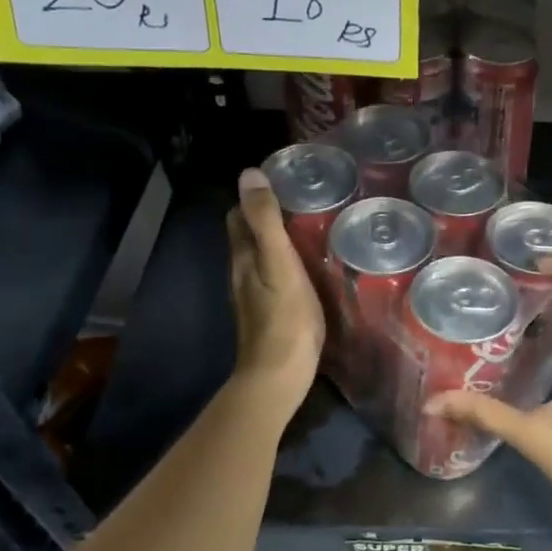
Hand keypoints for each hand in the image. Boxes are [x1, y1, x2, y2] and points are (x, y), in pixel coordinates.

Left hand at [227, 168, 323, 410]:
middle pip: (249, 236)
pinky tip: (311, 267)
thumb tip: (249, 173)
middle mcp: (243, 273)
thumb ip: (266, 222)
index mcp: (243, 257)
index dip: (255, 197)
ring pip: (262, 257)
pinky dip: (288, 264)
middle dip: (268, 216)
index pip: (238, 215)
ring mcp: (255, 296)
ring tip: (313, 229)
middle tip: (305, 202)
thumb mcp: (279, 264)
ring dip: (279, 240)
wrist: (279, 377)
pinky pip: (275, 277)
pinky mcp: (271, 313)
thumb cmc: (284, 319)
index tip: (285, 183)